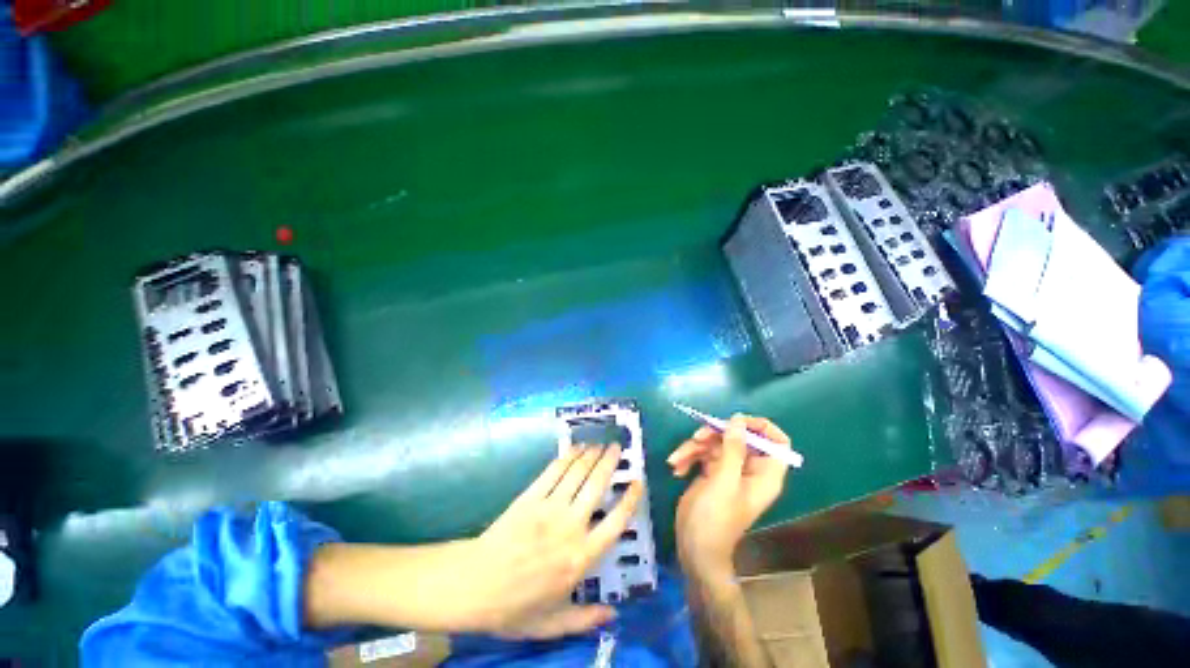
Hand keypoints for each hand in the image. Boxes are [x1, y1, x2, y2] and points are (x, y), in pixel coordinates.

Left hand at [465, 443, 643, 637]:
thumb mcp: (552, 624)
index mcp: (581, 558)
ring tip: (599, 444)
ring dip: (590, 455)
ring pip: (577, 473)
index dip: (630, 499)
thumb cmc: (514, 607)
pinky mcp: (531, 497)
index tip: (637, 482)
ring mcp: (549, 508)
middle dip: (609, 463)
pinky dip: (567, 457)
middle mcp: (570, 527)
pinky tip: (574, 449)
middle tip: (616, 447)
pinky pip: (553, 471)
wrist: (474, 586)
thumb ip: (584, 619)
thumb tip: (613, 616)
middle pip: (597, 486)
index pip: (616, 523)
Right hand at [668, 414, 790, 581]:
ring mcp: (728, 470)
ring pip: (715, 442)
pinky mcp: (710, 472)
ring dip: (693, 447)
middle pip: (738, 436)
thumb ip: (733, 448)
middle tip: (696, 438)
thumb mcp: (724, 480)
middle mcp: (749, 469)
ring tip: (677, 460)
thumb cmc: (715, 519)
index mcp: (764, 474)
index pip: (777, 443)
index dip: (762, 427)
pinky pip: (701, 453)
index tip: (738, 421)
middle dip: (714, 435)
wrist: (694, 548)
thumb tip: (738, 419)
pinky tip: (677, 469)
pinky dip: (688, 457)